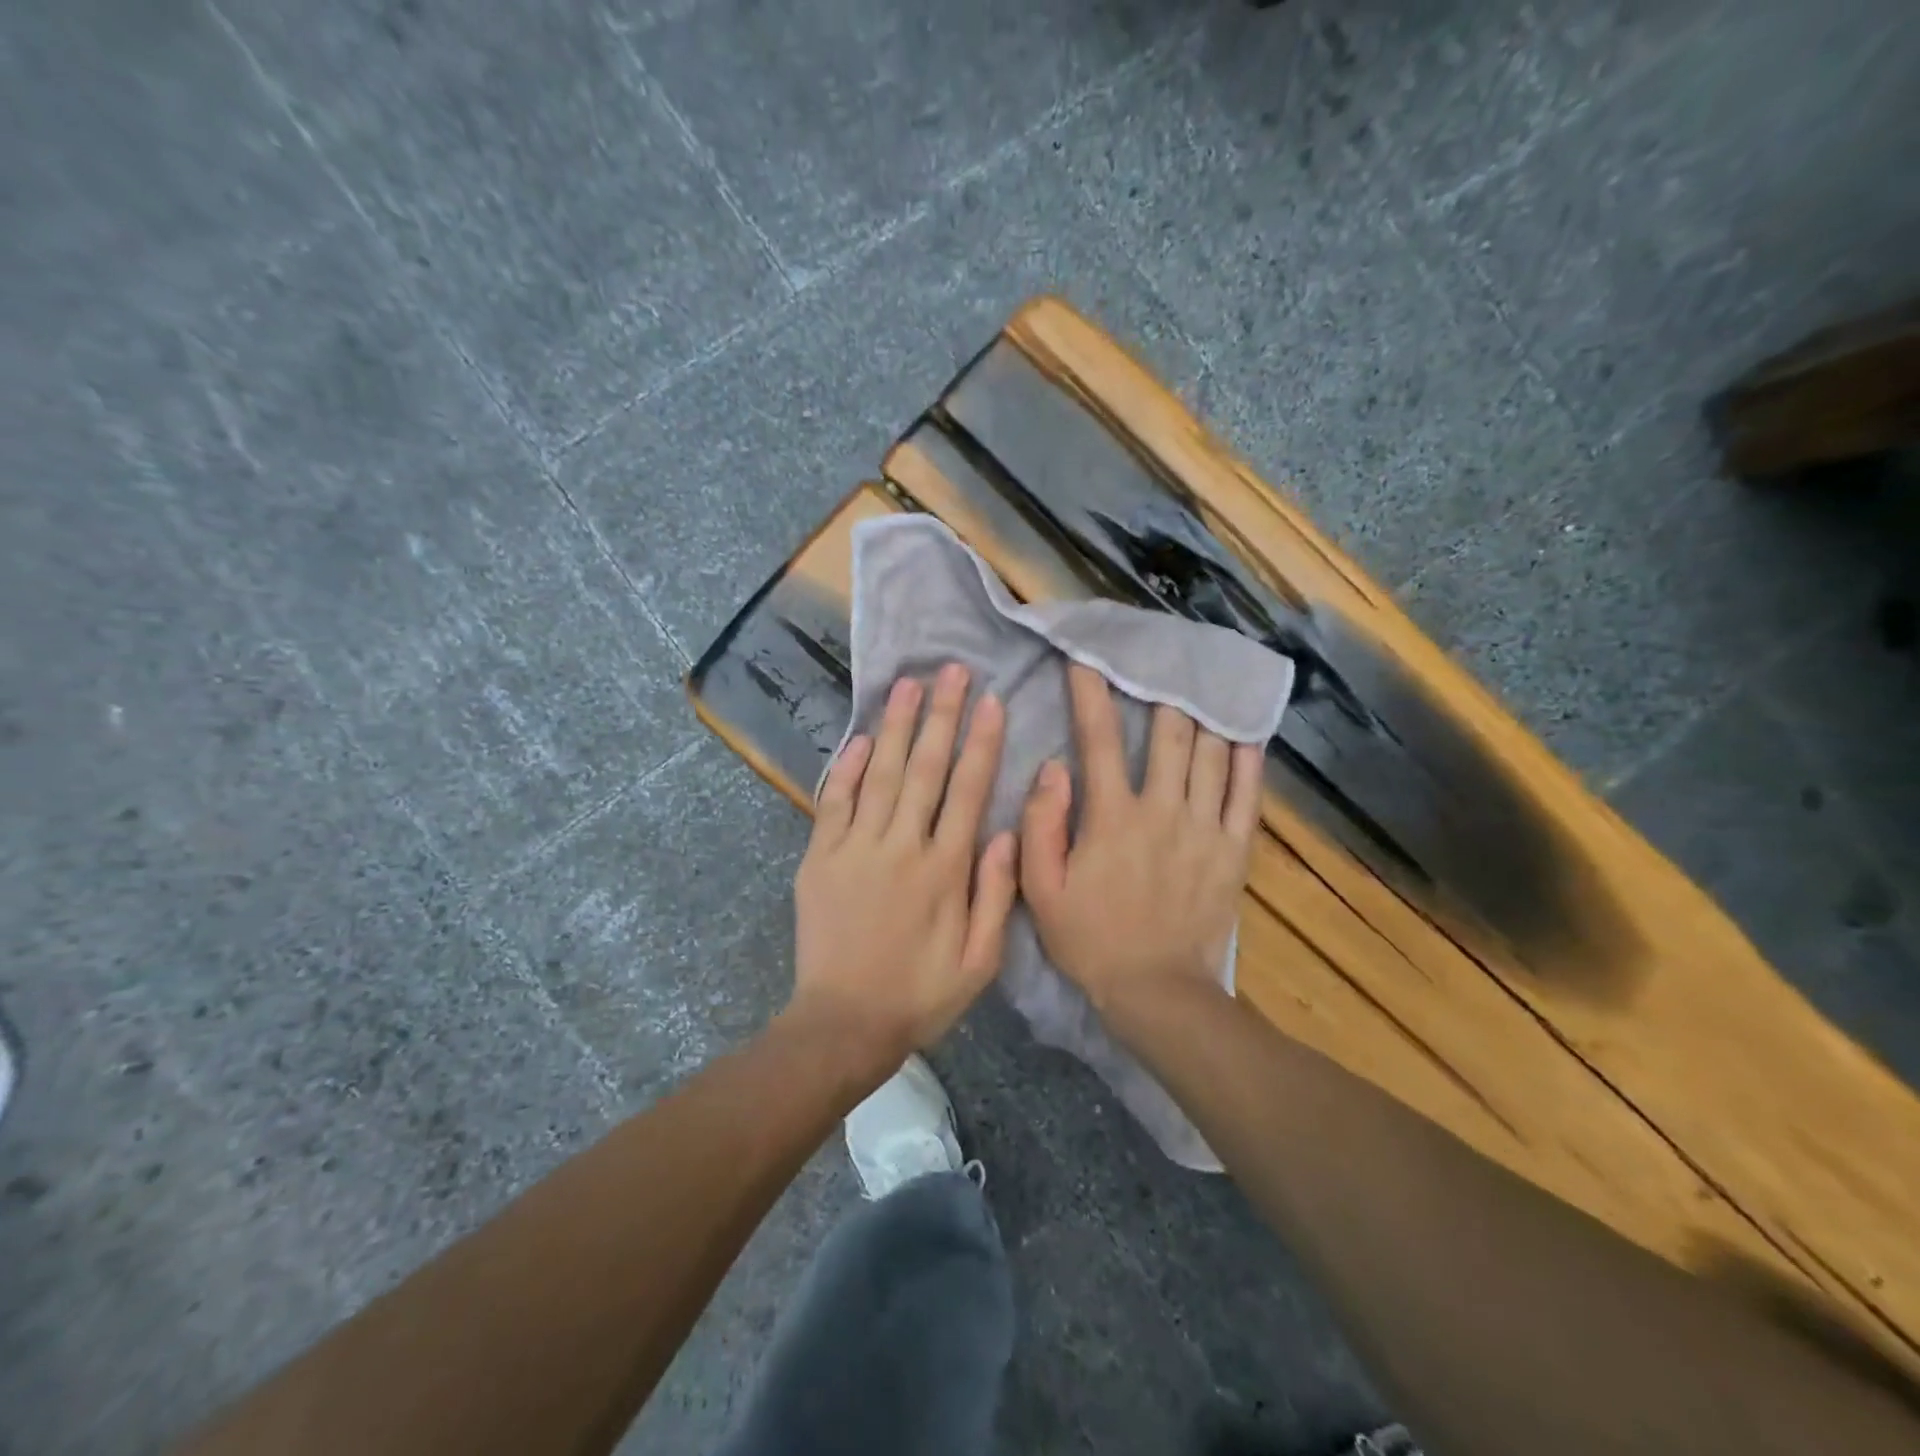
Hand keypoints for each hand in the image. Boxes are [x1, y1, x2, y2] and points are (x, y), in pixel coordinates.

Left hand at [790, 664, 1018, 1068]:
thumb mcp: (979, 962)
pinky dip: (848, 767)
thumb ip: (996, 895)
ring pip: (882, 775)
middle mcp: (901, 847)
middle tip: (952, 670)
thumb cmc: (920, 995)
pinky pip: (835, 802)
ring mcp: (855, 849)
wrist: (843, 1024)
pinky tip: (861, 737)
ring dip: (897, 727)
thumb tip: (1005, 833)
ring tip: (909, 685)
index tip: (990, 701)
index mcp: (944, 870)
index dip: (980, 743)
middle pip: (925, 769)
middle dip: (941, 716)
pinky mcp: (820, 858)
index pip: (967, 791)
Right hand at [1019, 664, 1263, 1016]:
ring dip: (1203, 716)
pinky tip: (1245, 733)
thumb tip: (1053, 768)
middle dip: (1160, 692)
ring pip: (1210, 754)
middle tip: (1158, 664)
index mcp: (1111, 816)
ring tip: (1201, 686)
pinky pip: (1246, 794)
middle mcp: (1162, 809)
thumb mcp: (1041, 889)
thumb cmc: (1091, 939)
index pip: (1098, 739)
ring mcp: (1204, 827)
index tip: (1086, 660)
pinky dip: (1248, 759)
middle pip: (1168, 734)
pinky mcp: (1233, 850)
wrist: (1156, 991)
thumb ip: (1041, 825)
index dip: (1090, 693)